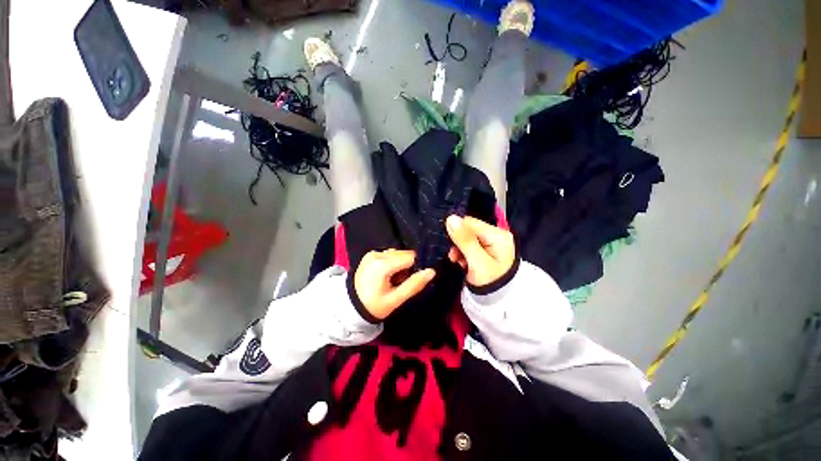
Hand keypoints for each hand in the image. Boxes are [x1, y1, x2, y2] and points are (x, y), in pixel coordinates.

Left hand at [354, 250, 435, 319]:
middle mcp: (377, 254)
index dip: (417, 266)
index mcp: (382, 265)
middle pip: (404, 254)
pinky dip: (393, 262)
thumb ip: (414, 284)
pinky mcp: (370, 255)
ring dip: (401, 264)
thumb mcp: (396, 299)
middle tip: (402, 282)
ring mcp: (372, 253)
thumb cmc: (374, 306)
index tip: (416, 277)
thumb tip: (432, 271)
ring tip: (394, 279)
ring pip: (397, 253)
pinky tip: (388, 274)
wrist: (351, 307)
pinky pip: (389, 254)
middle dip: (408, 266)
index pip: (410, 257)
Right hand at [446, 215, 515, 287]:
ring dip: (459, 249)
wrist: (499, 303)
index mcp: (497, 235)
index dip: (456, 231)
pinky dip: (463, 253)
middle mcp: (496, 235)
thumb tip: (451, 218)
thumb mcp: (477, 261)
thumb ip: (465, 240)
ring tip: (457, 261)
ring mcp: (492, 243)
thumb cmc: (490, 282)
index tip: (449, 246)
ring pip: (467, 238)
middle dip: (457, 242)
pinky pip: (470, 245)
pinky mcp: (486, 251)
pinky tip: (462, 262)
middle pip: (468, 230)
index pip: (470, 222)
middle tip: (453, 256)